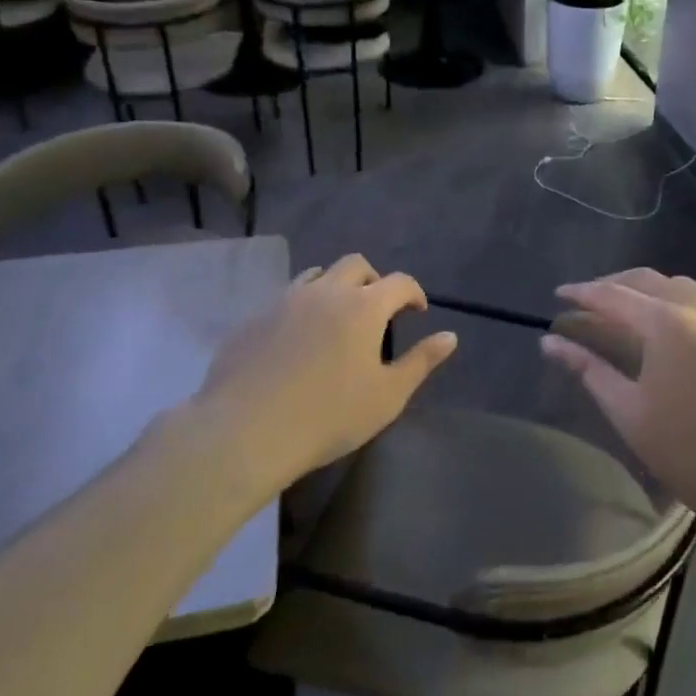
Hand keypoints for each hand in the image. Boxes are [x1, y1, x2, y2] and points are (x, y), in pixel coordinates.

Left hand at [184, 255, 456, 496]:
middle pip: (356, 265)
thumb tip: (450, 336)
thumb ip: (421, 362)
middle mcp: (326, 291)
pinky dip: (301, 308)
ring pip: (317, 275)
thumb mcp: (387, 396)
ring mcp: (285, 300)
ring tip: (336, 318)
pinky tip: (296, 341)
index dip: (414, 293)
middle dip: (374, 280)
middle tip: (377, 310)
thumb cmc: (328, 416)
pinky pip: (285, 299)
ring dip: (334, 287)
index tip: (417, 312)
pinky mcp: (254, 318)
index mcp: (364, 306)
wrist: (246, 431)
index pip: (399, 282)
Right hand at [541, 269, 695, 535]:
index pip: (613, 295)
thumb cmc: (693, 454)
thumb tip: (551, 342)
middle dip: (614, 285)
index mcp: (667, 324)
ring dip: (649, 291)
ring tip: (628, 312)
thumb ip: (589, 370)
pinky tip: (673, 334)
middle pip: (649, 280)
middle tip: (588, 301)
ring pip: (683, 288)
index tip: (558, 295)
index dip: (582, 293)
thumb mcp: (630, 413)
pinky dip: (679, 306)